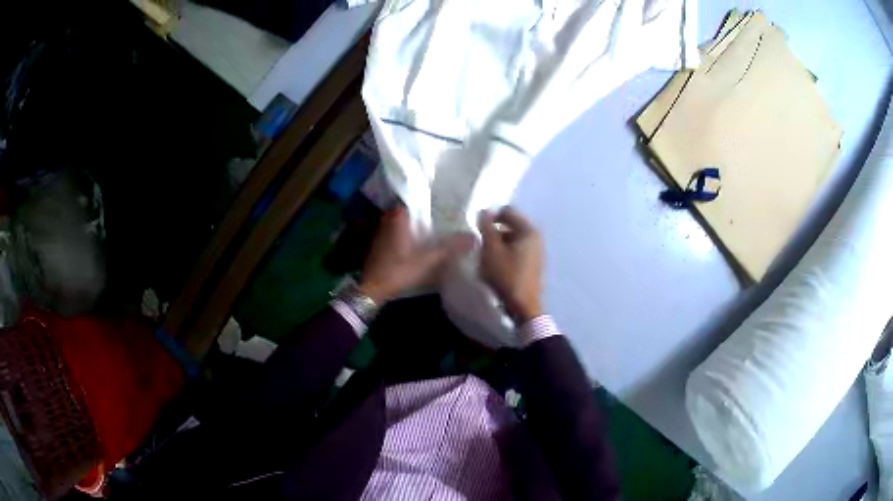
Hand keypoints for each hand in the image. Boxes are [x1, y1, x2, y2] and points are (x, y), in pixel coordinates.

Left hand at [359, 206, 473, 302]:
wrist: (371, 289)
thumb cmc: (397, 270)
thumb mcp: (426, 260)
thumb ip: (449, 247)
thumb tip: (474, 237)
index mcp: (398, 216)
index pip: (415, 197)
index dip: (431, 198)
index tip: (446, 199)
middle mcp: (388, 218)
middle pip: (411, 209)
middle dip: (426, 211)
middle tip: (446, 213)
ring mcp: (382, 230)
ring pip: (404, 221)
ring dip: (417, 223)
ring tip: (438, 226)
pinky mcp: (380, 243)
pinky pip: (398, 231)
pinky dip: (409, 233)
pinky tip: (421, 241)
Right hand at [479, 207, 543, 323]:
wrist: (522, 306)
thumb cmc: (506, 275)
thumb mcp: (491, 250)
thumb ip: (486, 228)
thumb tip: (483, 211)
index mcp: (529, 231)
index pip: (508, 212)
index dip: (491, 216)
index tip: (477, 228)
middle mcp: (536, 238)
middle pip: (510, 226)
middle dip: (494, 232)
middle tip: (480, 244)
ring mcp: (536, 252)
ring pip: (512, 240)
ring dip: (497, 244)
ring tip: (485, 257)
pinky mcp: (532, 265)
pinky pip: (516, 252)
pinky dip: (504, 254)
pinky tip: (495, 267)